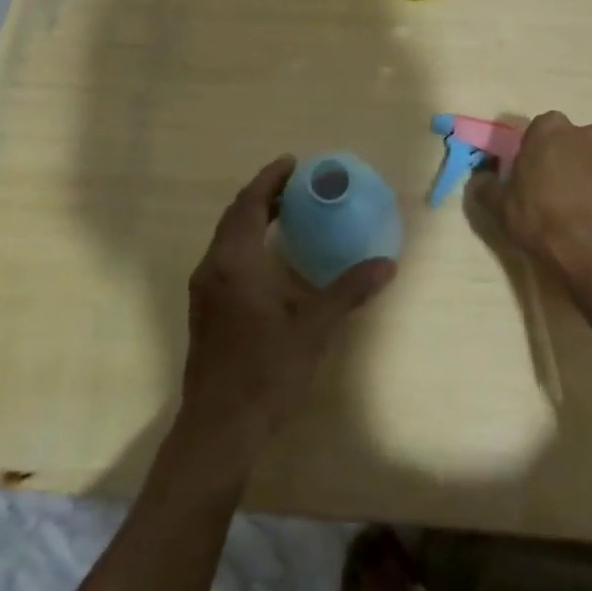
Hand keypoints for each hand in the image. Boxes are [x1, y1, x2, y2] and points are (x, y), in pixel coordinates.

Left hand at [177, 156, 395, 461]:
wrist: (219, 427)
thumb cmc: (266, 370)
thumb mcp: (314, 327)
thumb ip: (349, 290)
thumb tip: (387, 263)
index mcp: (235, 262)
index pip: (249, 204)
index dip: (270, 180)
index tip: (293, 163)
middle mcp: (213, 268)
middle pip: (235, 217)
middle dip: (263, 195)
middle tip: (296, 184)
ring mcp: (204, 291)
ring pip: (227, 239)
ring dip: (252, 219)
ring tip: (286, 213)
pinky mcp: (205, 310)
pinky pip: (225, 258)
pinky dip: (246, 242)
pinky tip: (269, 258)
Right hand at [468, 112, 591, 303]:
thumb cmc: (542, 226)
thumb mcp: (501, 210)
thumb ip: (486, 187)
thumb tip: (478, 176)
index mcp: (549, 132)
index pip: (545, 125)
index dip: (543, 147)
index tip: (540, 170)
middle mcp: (586, 132)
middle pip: (581, 134)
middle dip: (577, 152)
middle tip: (570, 183)